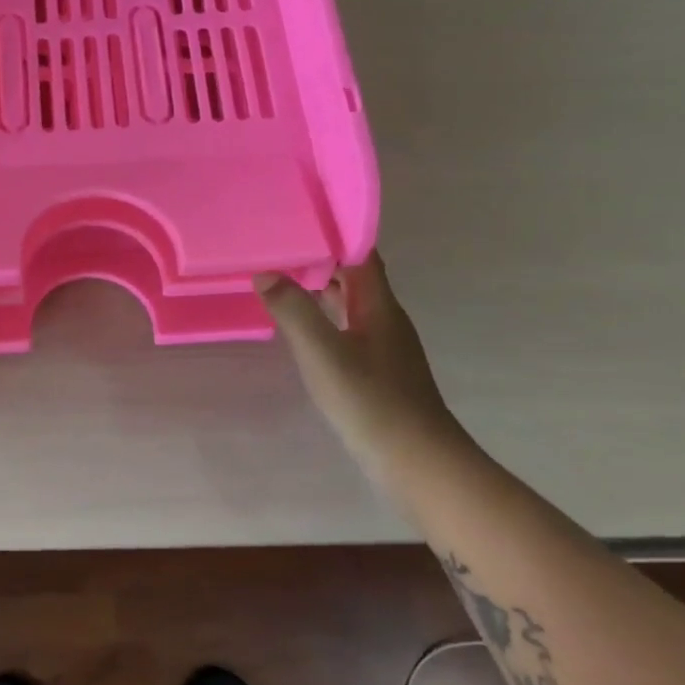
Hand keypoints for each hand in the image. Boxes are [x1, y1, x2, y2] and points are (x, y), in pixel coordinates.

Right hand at [255, 254, 462, 470]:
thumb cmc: (371, 401)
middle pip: (354, 277)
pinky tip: (301, 330)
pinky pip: (347, 330)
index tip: (297, 221)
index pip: (360, 254)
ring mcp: (384, 347)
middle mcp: (385, 319)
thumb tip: (265, 273)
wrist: (419, 463)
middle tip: (277, 249)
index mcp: (379, 305)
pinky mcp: (378, 372)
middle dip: (319, 259)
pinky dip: (324, 320)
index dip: (333, 234)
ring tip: (280, 281)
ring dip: (320, 290)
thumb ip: (293, 310)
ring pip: (350, 305)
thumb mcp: (323, 352)